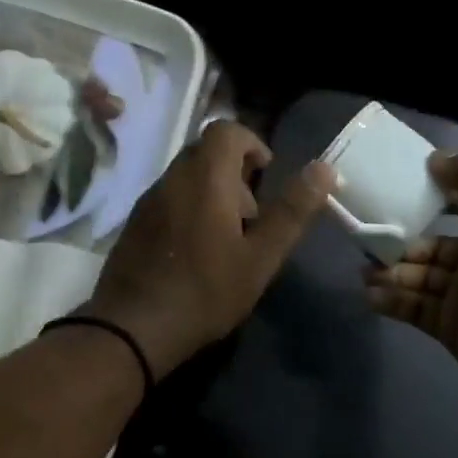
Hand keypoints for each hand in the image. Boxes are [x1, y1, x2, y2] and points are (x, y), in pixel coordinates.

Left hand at [83, 122, 335, 377]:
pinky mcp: (134, 223)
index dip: (252, 144)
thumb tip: (324, 168)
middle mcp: (172, 178)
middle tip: (251, 216)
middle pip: (206, 152)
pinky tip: (197, 252)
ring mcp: (148, 201)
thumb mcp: (260, 257)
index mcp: (204, 177)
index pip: (227, 130)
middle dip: (234, 172)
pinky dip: (189, 208)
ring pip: (186, 177)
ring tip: (227, 239)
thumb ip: (291, 211)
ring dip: (211, 192)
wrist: (134, 327)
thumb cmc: (206, 292)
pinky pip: (168, 199)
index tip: (266, 175)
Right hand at [364, 152, 457, 409]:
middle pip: (430, 250)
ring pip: (418, 280)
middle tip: (367, 243)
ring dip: (391, 275)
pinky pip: (414, 310)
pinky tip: (370, 297)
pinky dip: (392, 303)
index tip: (395, 196)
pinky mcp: (449, 328)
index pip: (457, 212)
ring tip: (364, 273)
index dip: (430, 203)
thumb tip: (438, 157)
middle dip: (399, 246)